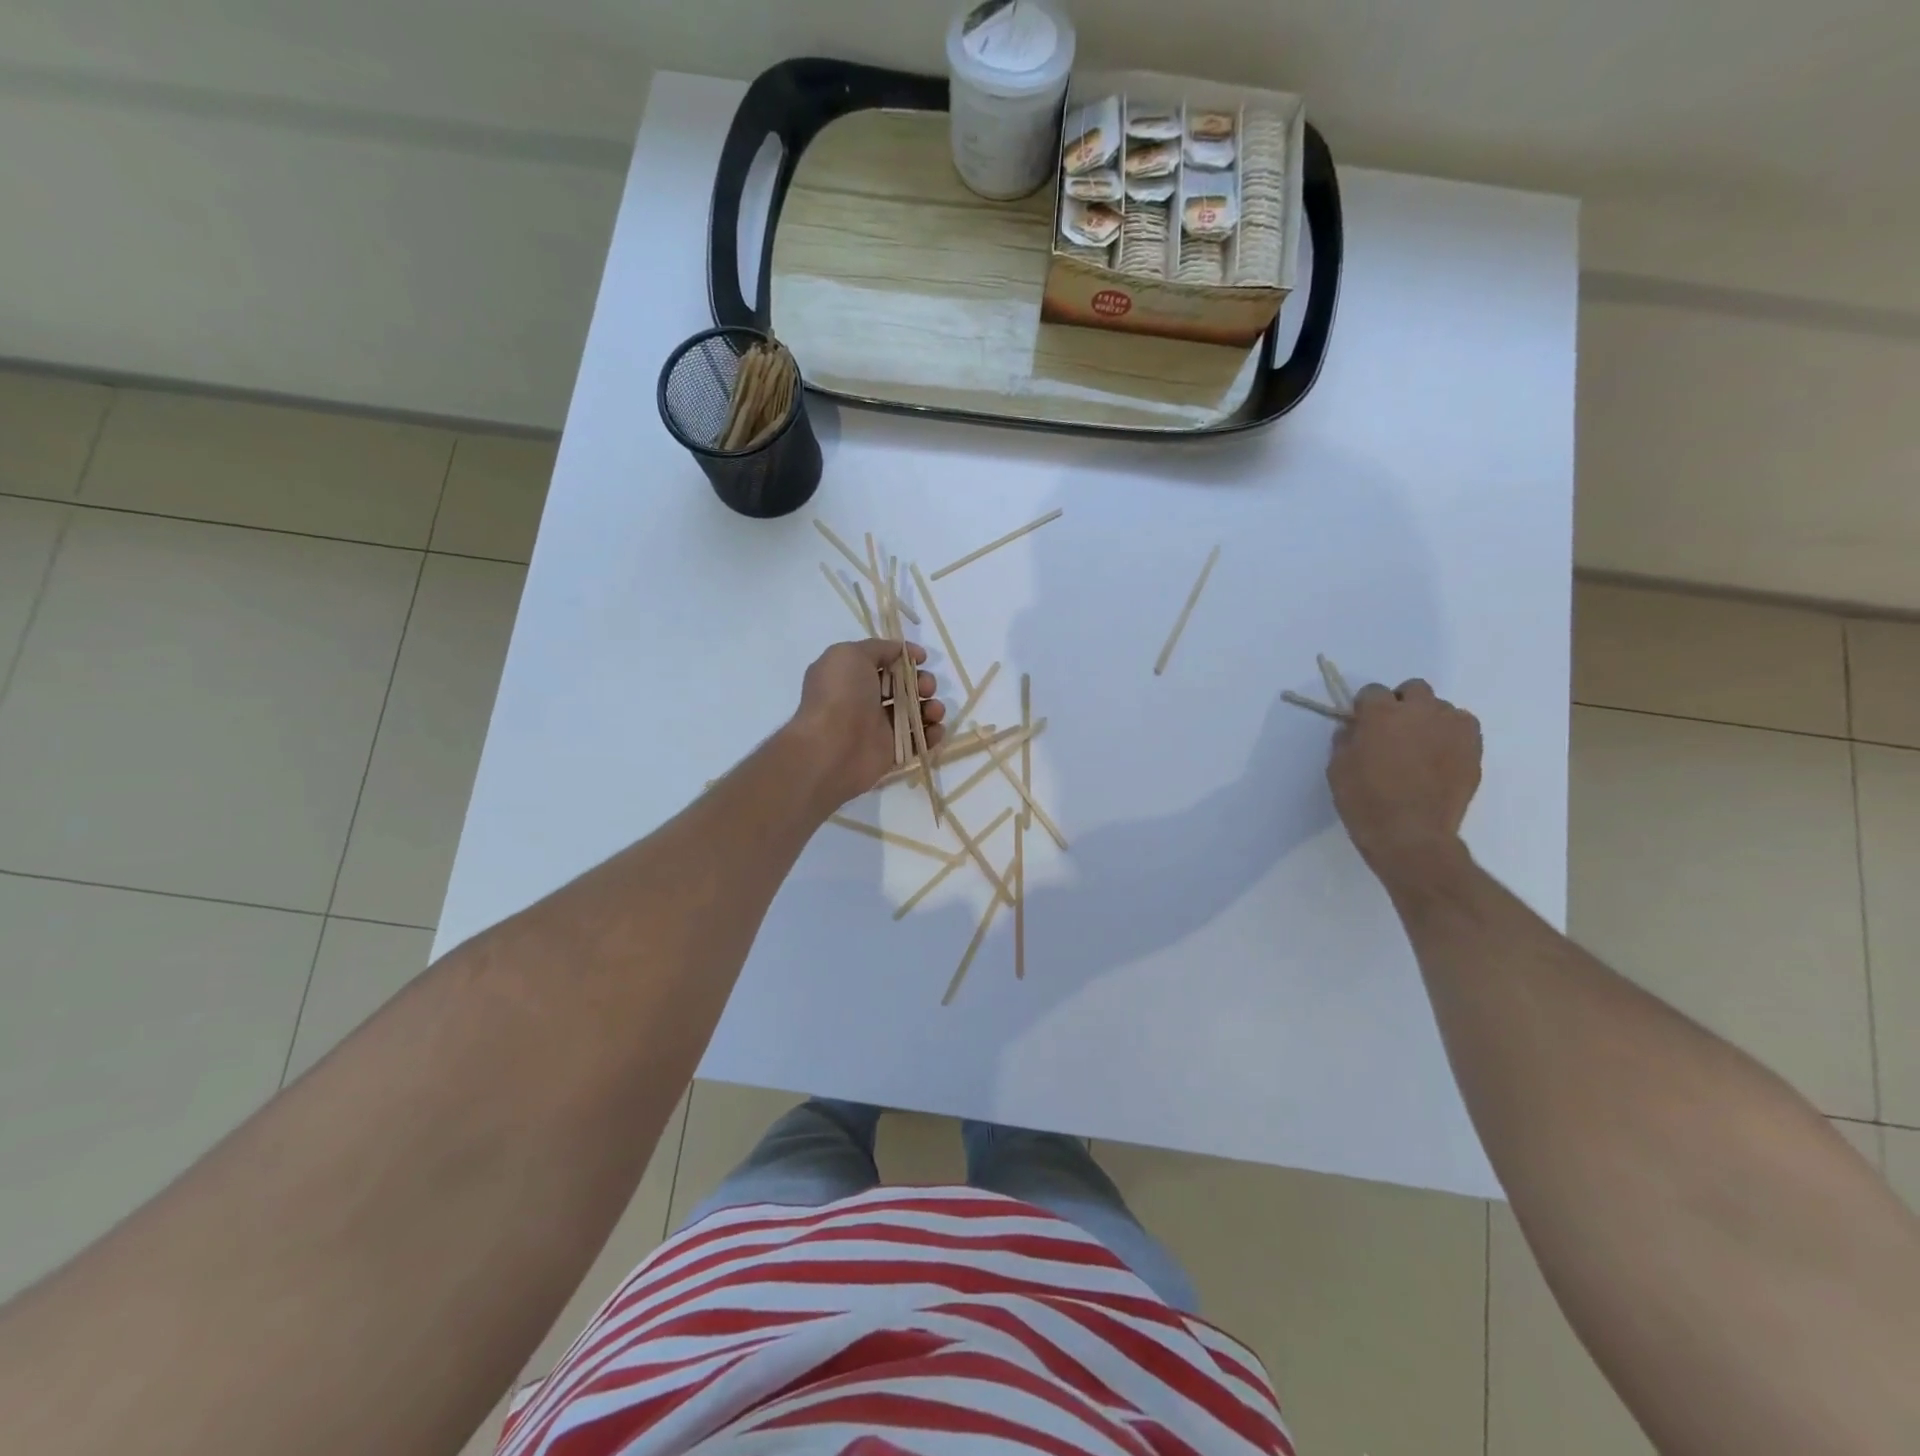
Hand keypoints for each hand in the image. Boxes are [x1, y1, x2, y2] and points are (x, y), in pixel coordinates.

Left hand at [787, 639, 946, 809]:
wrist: (832, 748)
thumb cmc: (840, 696)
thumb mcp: (850, 654)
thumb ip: (877, 648)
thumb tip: (899, 652)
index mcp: (851, 675)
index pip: (884, 662)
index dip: (905, 657)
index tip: (922, 658)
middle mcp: (864, 700)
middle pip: (903, 687)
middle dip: (922, 683)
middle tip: (926, 688)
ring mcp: (878, 727)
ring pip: (913, 713)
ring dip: (931, 708)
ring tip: (934, 711)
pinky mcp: (890, 751)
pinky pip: (917, 740)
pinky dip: (931, 734)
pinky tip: (934, 730)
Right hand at [1327, 679, 1481, 884]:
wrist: (1410, 834)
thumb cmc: (1365, 800)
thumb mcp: (1338, 768)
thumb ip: (1346, 740)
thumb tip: (1355, 729)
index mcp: (1381, 713)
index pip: (1372, 692)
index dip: (1365, 708)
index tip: (1361, 726)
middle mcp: (1420, 711)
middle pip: (1414, 689)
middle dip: (1402, 704)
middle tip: (1393, 731)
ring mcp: (1452, 728)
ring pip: (1441, 708)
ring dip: (1428, 720)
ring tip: (1420, 747)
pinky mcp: (1474, 748)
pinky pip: (1463, 728)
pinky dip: (1451, 735)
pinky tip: (1440, 757)